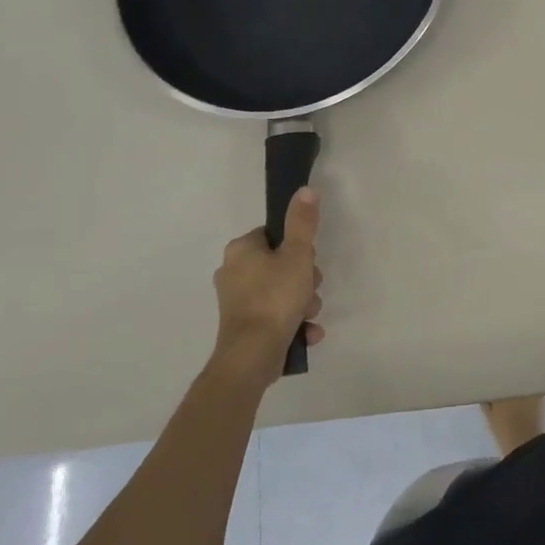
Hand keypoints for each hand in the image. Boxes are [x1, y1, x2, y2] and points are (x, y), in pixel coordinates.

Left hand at [212, 188, 324, 388]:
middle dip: (305, 280)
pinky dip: (293, 322)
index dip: (299, 248)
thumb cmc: (275, 297)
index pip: (275, 236)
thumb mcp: (297, 254)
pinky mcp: (243, 326)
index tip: (308, 262)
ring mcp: (236, 302)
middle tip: (311, 290)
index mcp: (241, 250)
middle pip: (281, 264)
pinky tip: (307, 332)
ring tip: (309, 315)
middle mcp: (233, 272)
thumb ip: (302, 222)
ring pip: (282, 291)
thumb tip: (305, 189)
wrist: (252, 355)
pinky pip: (276, 315)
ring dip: (303, 303)